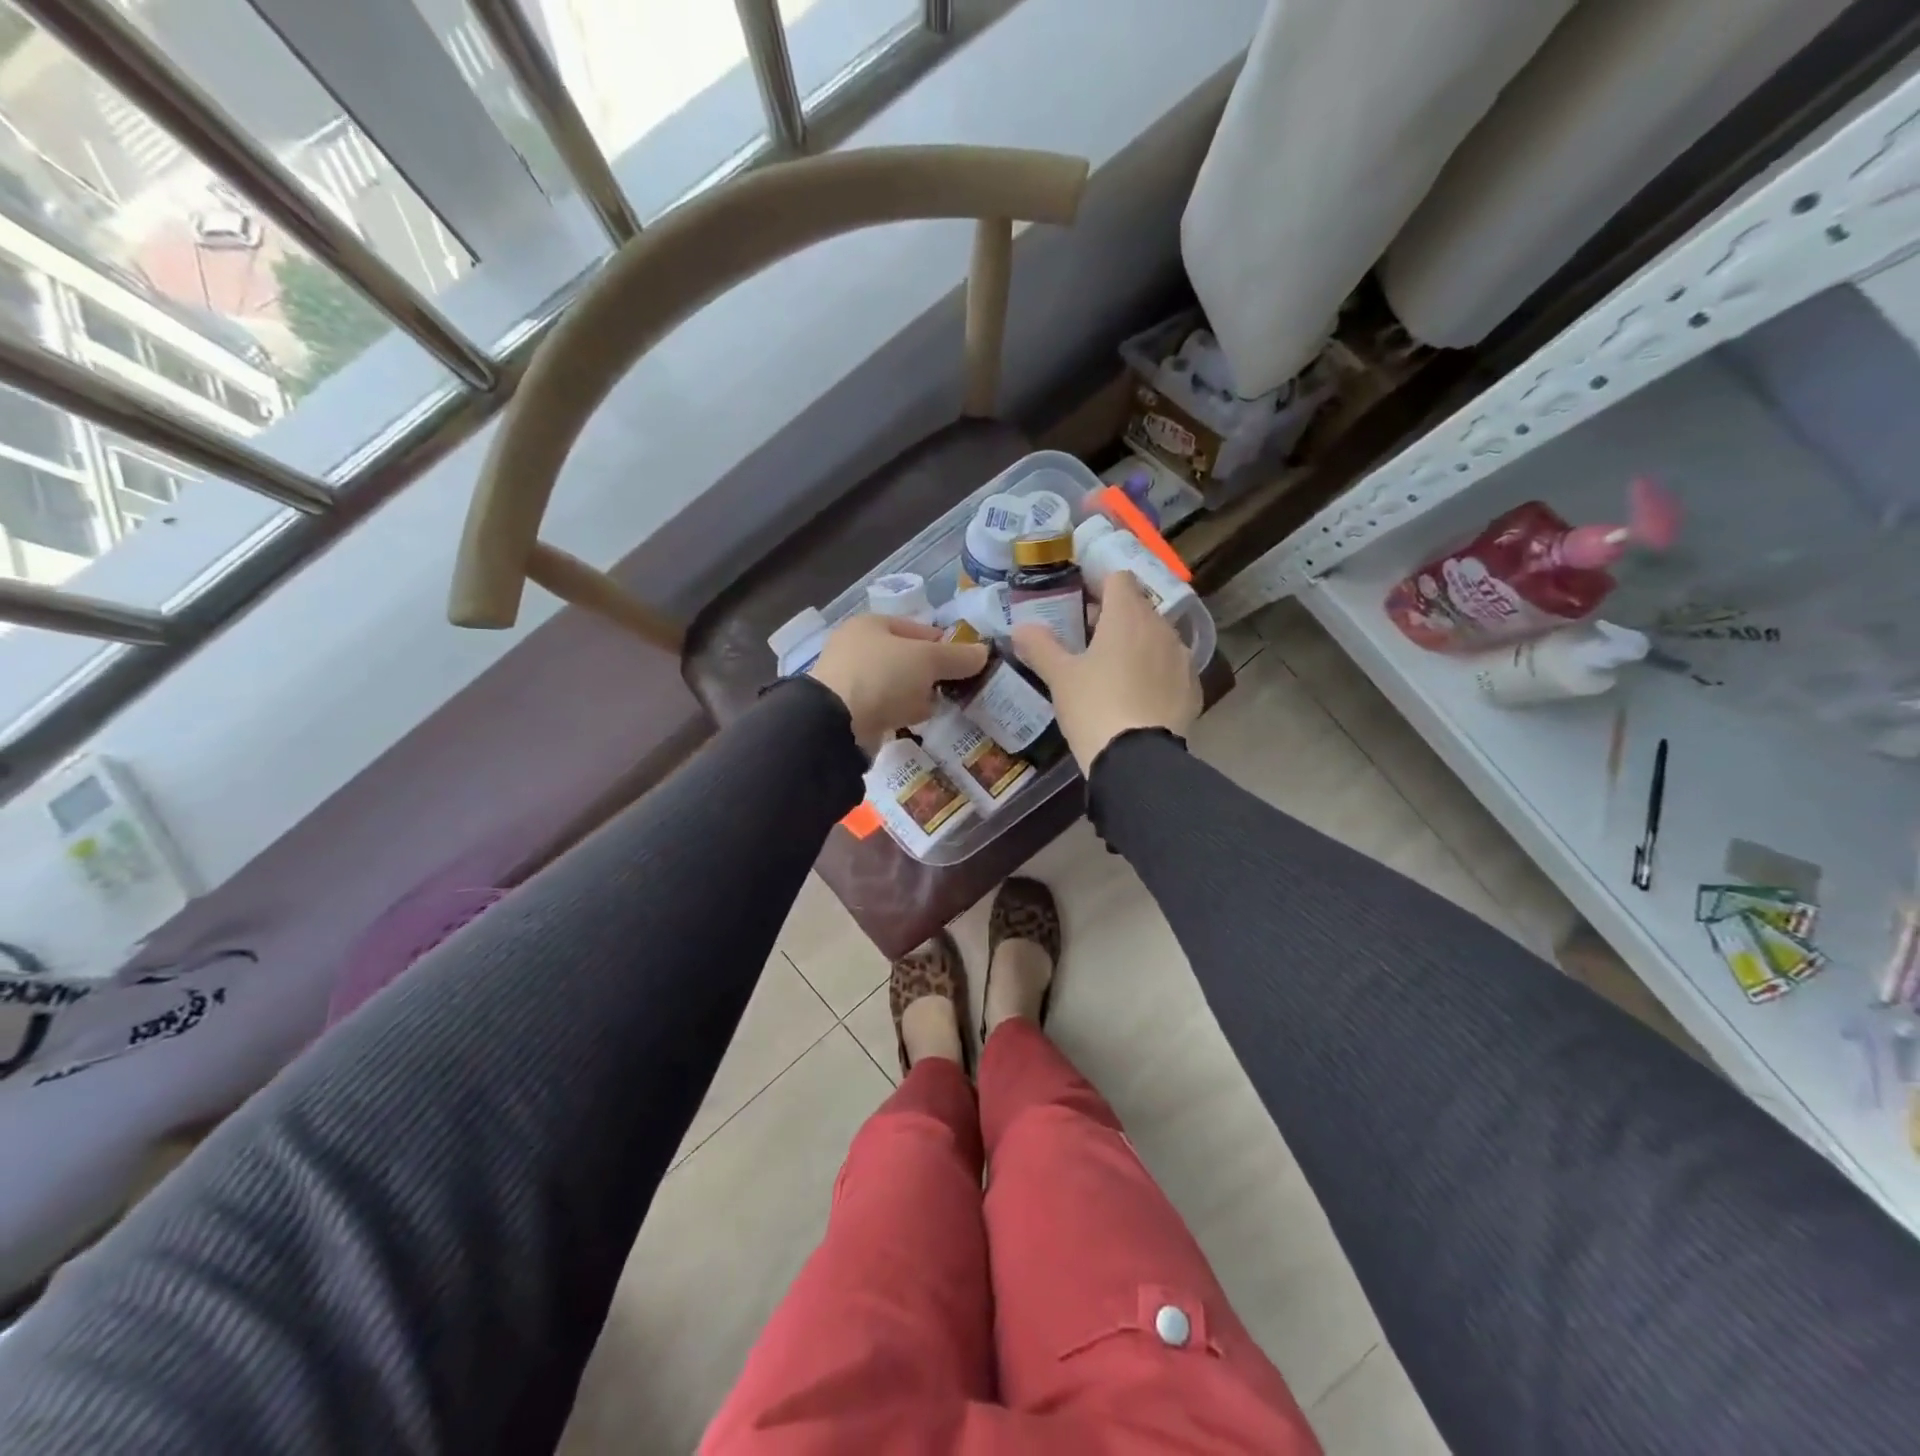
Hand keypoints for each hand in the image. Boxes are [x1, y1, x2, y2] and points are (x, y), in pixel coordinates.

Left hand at [809, 614, 989, 750]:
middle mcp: (856, 648)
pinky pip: (884, 708)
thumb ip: (958, 657)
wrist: (836, 723)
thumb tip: (983, 653)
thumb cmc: (883, 676)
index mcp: (871, 624)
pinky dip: (900, 713)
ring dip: (916, 696)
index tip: (965, 663)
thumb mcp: (928, 660)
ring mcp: (849, 681)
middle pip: (906, 658)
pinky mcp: (848, 711)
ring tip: (938, 707)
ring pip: (896, 685)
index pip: (917, 629)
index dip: (943, 644)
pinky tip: (914, 722)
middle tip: (954, 688)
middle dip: (931, 674)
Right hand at [1012, 572, 1199, 772]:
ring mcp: (1182, 657)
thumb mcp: (1059, 678)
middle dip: (1113, 617)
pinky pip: (1170, 667)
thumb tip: (1020, 629)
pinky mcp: (1193, 687)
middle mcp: (1161, 628)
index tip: (1079, 603)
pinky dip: (1154, 672)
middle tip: (1087, 641)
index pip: (1118, 577)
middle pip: (1137, 607)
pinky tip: (1137, 696)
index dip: (1097, 585)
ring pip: (1156, 637)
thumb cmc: (1094, 707)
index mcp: (1127, 616)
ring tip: (1113, 671)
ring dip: (1136, 644)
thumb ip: (1040, 647)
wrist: (1138, 759)